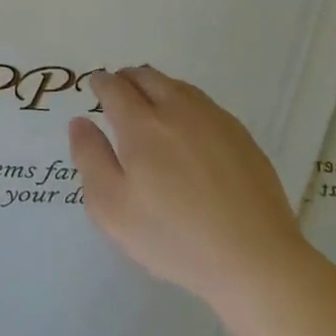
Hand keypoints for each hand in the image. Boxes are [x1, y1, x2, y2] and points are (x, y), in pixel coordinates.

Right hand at [70, 66, 319, 320]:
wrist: (255, 259)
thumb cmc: (172, 236)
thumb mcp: (111, 207)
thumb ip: (89, 157)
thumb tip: (80, 122)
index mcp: (141, 123)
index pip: (114, 87)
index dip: (100, 83)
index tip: (95, 87)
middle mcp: (177, 109)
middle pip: (146, 76)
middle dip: (127, 79)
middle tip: (118, 93)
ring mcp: (214, 120)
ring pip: (177, 85)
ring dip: (156, 87)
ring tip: (150, 105)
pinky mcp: (241, 136)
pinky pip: (204, 104)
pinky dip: (185, 103)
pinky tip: (187, 128)